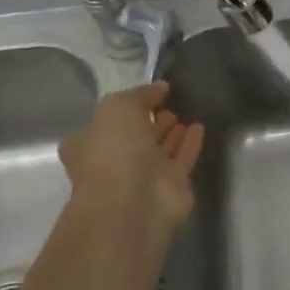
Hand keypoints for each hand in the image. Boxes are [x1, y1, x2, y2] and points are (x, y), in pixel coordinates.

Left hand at [58, 81, 204, 240]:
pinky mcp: (172, 185)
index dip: (127, 106)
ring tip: (185, 113)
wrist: (134, 201)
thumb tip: (159, 88)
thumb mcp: (117, 108)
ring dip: (171, 132)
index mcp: (89, 143)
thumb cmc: (115, 151)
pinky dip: (190, 143)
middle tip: (168, 103)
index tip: (150, 93)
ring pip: (160, 149)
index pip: (105, 121)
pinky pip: (183, 158)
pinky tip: (199, 126)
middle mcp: (115, 160)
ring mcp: (143, 175)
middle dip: (150, 120)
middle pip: (135, 136)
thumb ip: (138, 95)